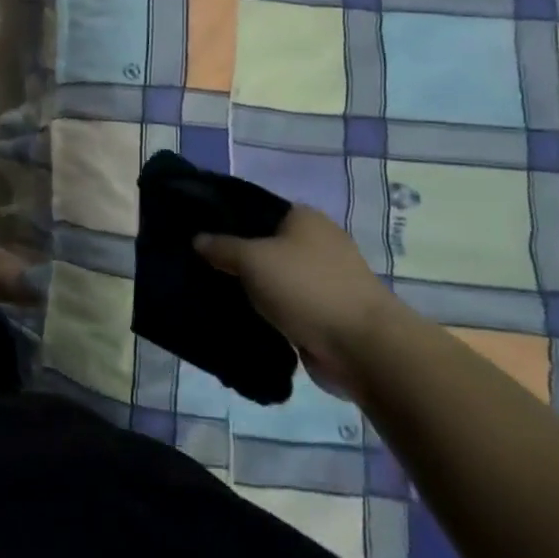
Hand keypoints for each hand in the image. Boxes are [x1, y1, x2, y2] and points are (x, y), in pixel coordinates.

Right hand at [194, 207, 401, 397]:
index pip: (254, 208)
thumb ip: (221, 246)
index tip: (194, 229)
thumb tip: (197, 238)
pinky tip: (235, 314)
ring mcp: (324, 279)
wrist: (364, 349)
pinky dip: (265, 310)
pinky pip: (284, 305)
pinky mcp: (325, 313)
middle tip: (197, 262)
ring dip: (249, 286)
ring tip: (210, 290)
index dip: (224, 217)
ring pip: (272, 276)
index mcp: (304, 218)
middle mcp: (316, 242)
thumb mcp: (252, 259)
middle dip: (234, 254)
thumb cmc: (307, 288)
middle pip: (263, 243)